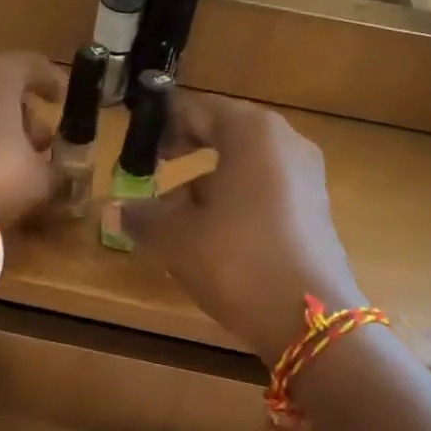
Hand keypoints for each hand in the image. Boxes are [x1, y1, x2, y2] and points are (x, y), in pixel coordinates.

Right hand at [120, 93, 362, 359]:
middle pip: (225, 135)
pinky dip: (234, 202)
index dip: (163, 125)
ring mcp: (307, 177)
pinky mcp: (316, 211)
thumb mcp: (174, 236)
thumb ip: (140, 215)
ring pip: (245, 166)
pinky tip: (212, 238)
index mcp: (253, 132)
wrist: (309, 320)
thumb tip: (114, 210)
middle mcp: (286, 143)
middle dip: (185, 154)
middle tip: (153, 173)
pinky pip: (264, 191)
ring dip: (208, 184)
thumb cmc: (235, 259)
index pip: (197, 110)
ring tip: (176, 218)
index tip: (137, 146)